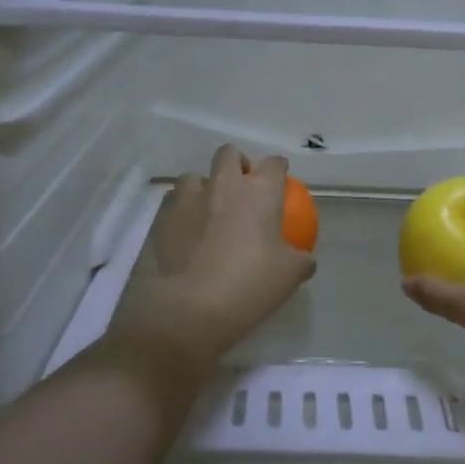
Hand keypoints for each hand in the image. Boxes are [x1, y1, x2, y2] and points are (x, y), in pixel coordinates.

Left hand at [102, 146, 315, 392]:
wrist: (187, 309)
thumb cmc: (248, 286)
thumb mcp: (290, 276)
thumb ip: (301, 259)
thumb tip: (303, 257)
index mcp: (259, 192)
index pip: (274, 164)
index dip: (278, 171)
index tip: (280, 185)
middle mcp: (223, 185)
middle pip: (230, 154)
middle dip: (237, 165)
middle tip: (242, 191)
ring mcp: (188, 198)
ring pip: (195, 176)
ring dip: (204, 187)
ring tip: (208, 212)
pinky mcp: (161, 218)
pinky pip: (173, 203)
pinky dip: (182, 211)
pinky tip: (186, 235)